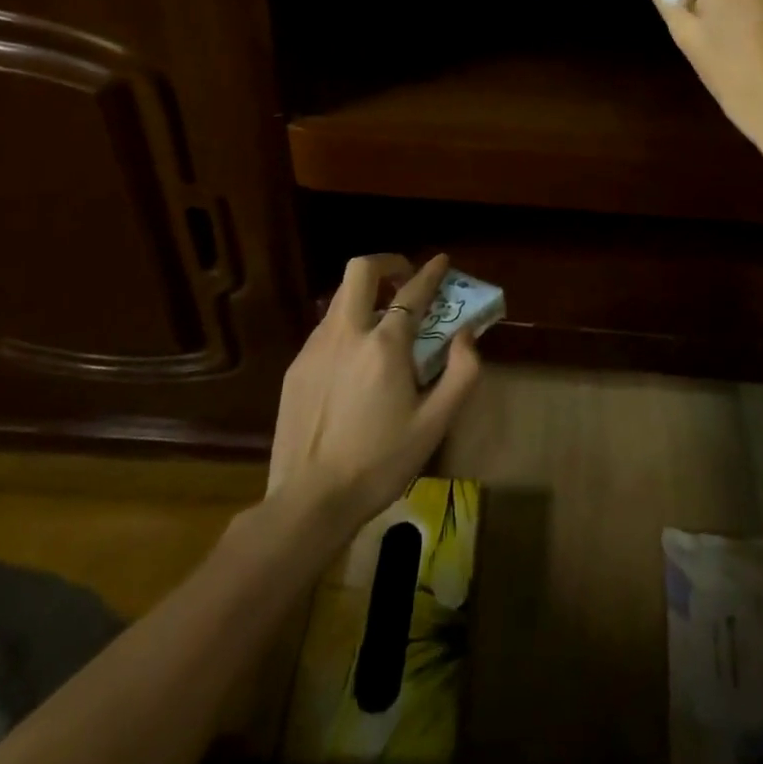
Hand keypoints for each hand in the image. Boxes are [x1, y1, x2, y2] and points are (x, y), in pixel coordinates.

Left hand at [261, 254, 480, 529]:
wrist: (309, 502)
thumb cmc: (380, 463)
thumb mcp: (435, 424)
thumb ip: (461, 373)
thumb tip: (466, 336)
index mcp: (385, 345)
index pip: (413, 291)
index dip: (431, 272)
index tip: (442, 261)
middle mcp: (347, 334)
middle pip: (361, 270)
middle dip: (386, 263)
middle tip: (404, 278)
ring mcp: (316, 348)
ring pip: (340, 297)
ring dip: (365, 294)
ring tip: (382, 319)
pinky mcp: (296, 368)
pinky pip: (325, 328)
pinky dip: (346, 325)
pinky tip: (355, 358)